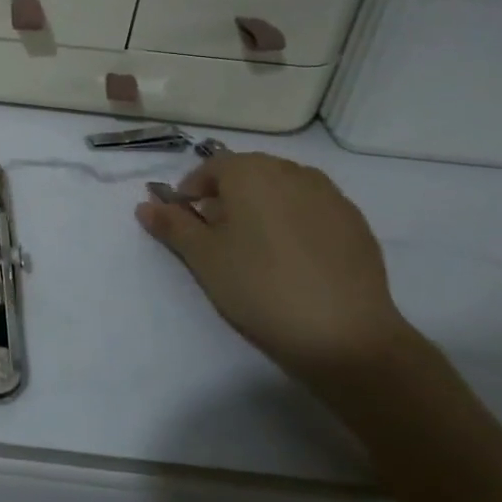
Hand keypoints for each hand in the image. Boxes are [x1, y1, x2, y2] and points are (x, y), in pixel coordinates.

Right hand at [135, 152, 417, 387]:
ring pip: (283, 190)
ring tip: (256, 249)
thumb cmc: (259, 286)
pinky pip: (313, 210)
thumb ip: (172, 224)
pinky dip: (295, 223)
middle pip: (248, 174)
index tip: (187, 224)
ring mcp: (330, 195)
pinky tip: (293, 260)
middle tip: (218, 237)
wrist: (344, 334)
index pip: (211, 167)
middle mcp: (291, 171)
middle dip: (228, 197)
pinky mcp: (356, 223)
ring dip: (263, 207)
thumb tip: (145, 205)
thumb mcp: (202, 256)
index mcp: (251, 171)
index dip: (192, 191)